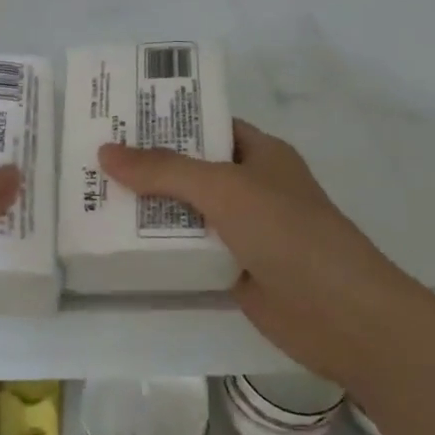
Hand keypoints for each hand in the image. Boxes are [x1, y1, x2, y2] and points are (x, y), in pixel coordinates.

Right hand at [99, 120, 401, 388]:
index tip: (120, 119)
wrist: (342, 315)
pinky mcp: (235, 270)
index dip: (168, 119)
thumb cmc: (288, 231)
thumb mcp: (224, 188)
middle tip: (92, 159)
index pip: (208, 124)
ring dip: (148, 209)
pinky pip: (190, 251)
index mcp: (260, 153)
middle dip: (147, 166)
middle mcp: (251, 187)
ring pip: (187, 212)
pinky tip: (119, 245)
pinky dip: (161, 248)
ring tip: (92, 196)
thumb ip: (164, 170)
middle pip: (191, 169)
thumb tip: (105, 152)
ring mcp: (244, 231)